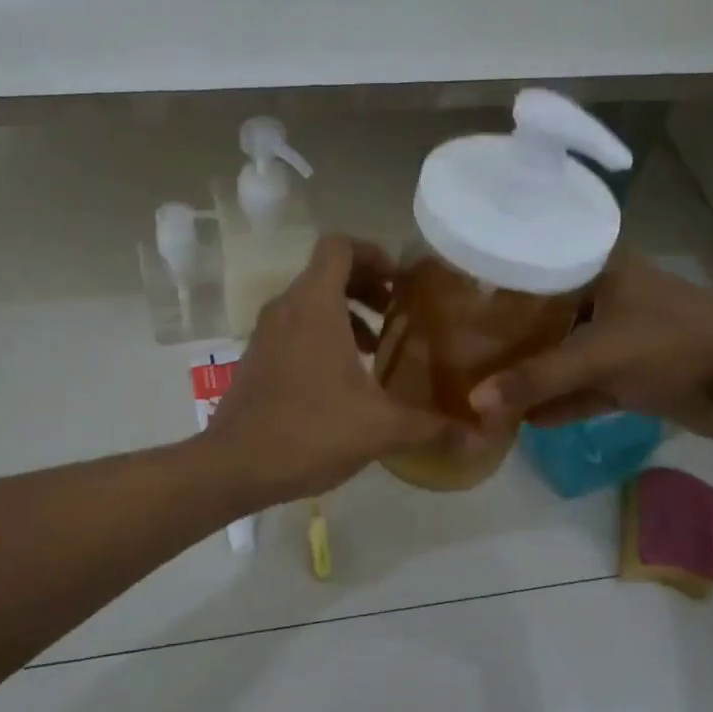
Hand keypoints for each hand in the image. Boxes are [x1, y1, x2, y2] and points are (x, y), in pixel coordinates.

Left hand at [204, 235, 469, 506]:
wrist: (234, 465)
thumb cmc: (309, 431)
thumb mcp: (380, 428)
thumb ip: (432, 427)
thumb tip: (478, 435)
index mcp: (314, 305)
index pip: (339, 246)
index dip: (373, 253)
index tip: (401, 283)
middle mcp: (286, 307)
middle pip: (327, 270)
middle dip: (366, 285)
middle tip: (397, 312)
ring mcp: (266, 332)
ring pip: (310, 300)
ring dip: (346, 312)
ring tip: (377, 347)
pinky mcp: (257, 356)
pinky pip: (295, 326)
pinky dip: (323, 333)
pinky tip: (346, 378)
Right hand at [470, 250, 712, 437]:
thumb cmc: (672, 344)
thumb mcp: (599, 357)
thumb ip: (537, 380)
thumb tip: (475, 404)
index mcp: (602, 268)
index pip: (537, 265)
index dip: (499, 282)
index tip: (458, 298)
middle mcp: (608, 295)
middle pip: (547, 314)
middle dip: (511, 337)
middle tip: (463, 348)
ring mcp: (622, 335)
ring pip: (566, 353)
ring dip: (536, 374)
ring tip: (488, 389)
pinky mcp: (633, 372)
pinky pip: (587, 384)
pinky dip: (564, 400)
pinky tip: (528, 420)